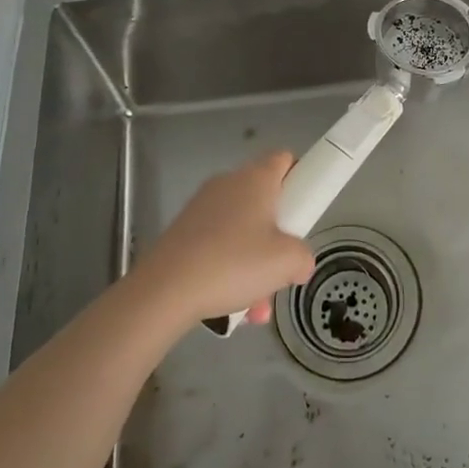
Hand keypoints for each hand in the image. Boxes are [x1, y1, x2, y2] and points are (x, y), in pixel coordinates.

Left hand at [134, 152, 314, 325]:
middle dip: (277, 236)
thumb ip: (303, 258)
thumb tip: (300, 262)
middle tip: (282, 265)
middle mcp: (229, 184)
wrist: (165, 289)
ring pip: (242, 230)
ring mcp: (203, 207)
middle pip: (264, 201)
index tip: (303, 211)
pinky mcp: (183, 231)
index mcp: (256, 179)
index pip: (284, 159)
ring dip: (254, 264)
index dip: (299, 179)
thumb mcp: (286, 262)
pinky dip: (229, 271)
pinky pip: (218, 246)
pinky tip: (233, 308)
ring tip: (256, 305)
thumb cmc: (234, 263)